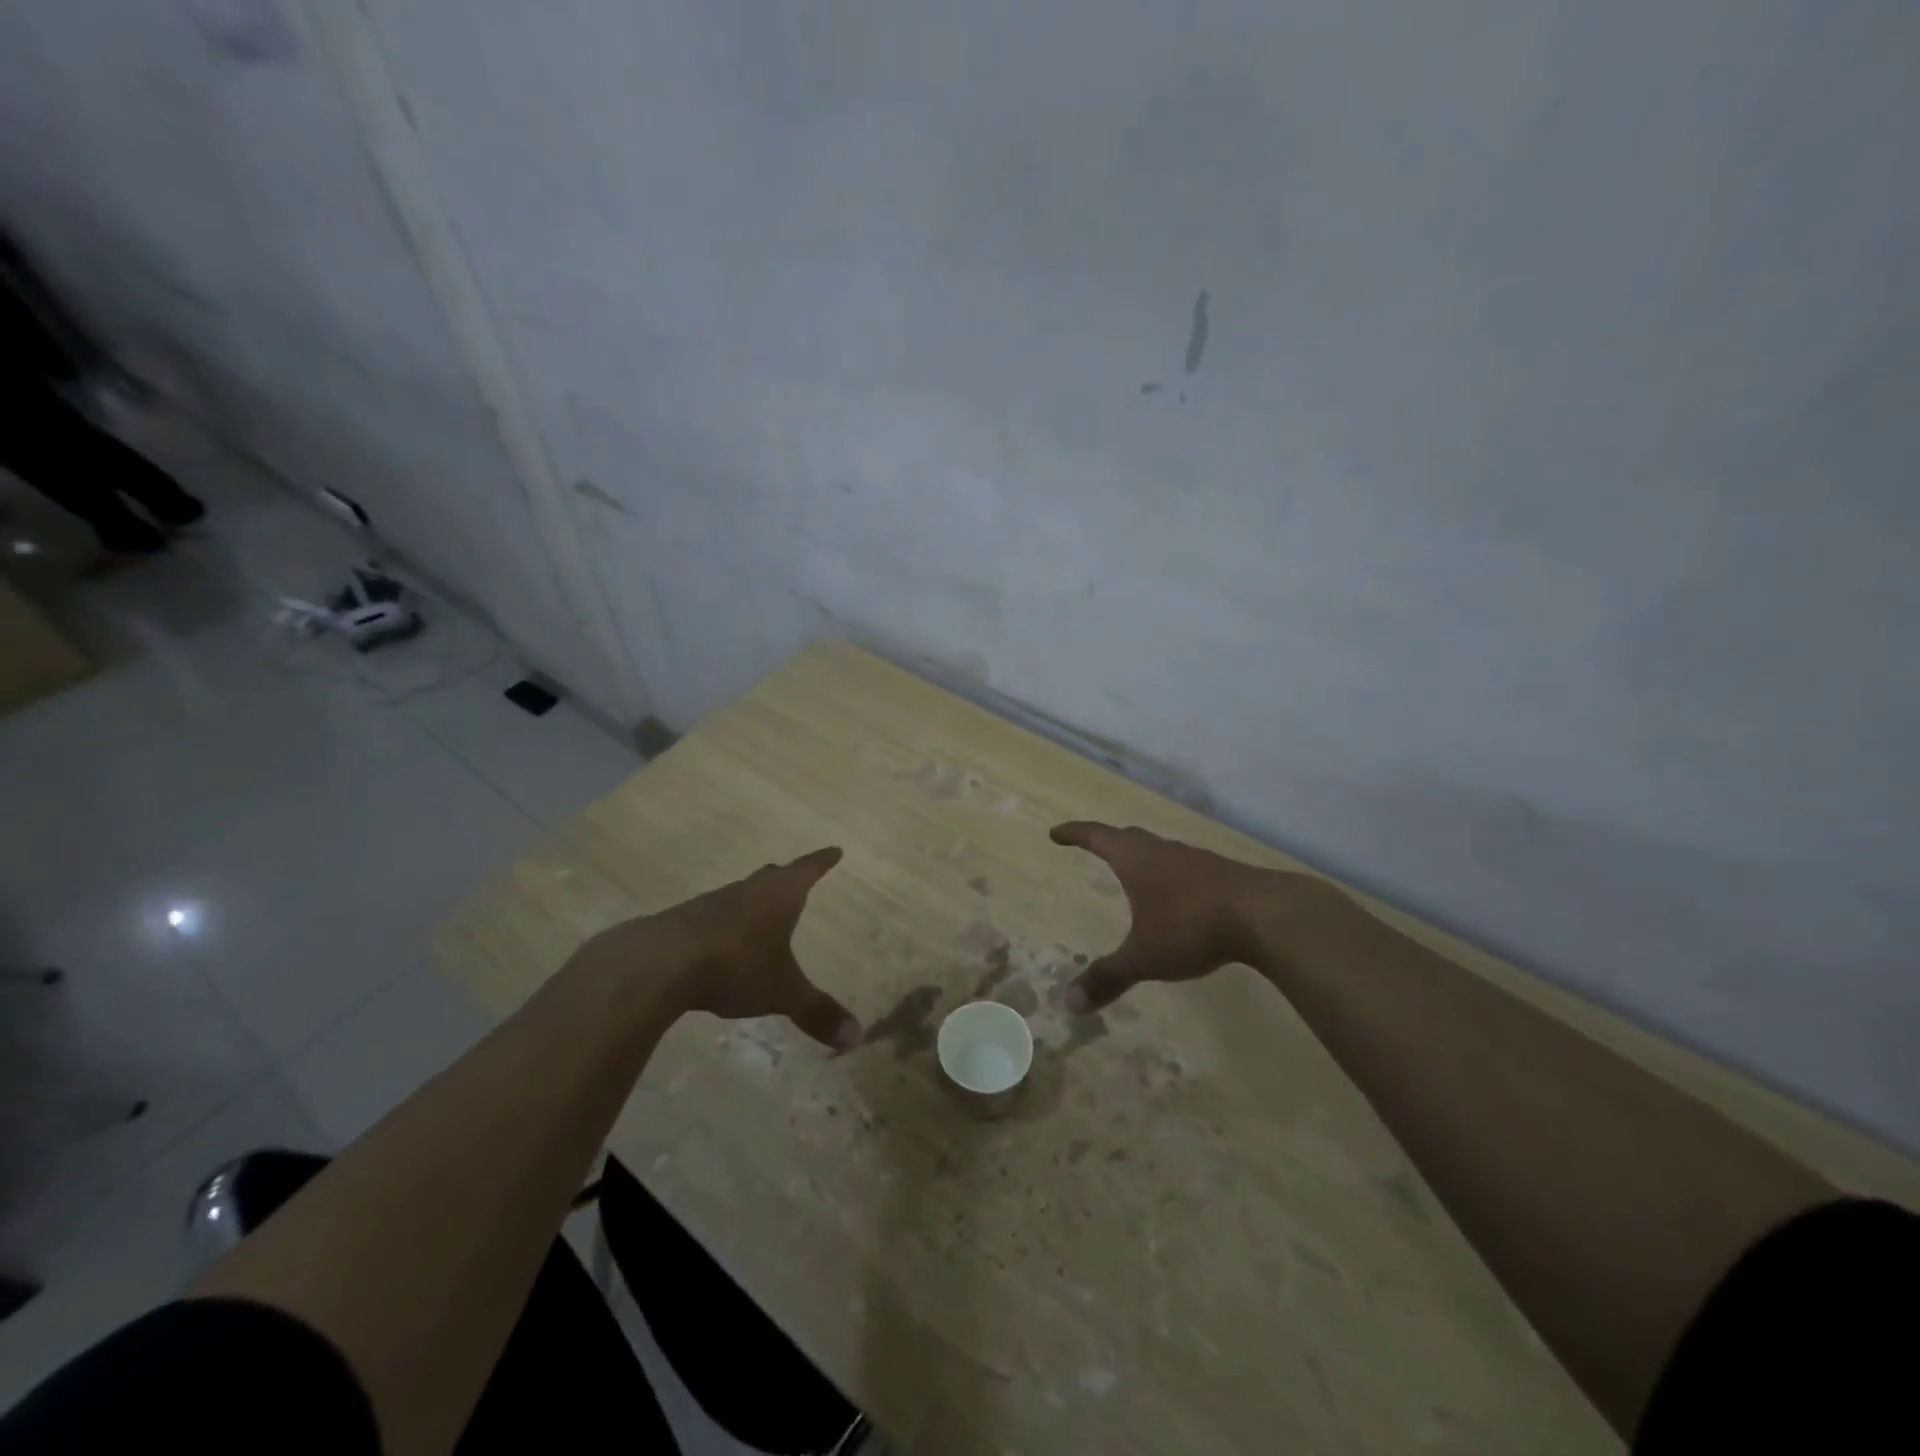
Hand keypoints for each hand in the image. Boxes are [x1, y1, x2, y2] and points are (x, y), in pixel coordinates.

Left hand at [582, 847, 860, 1049]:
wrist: (659, 963)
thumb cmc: (735, 965)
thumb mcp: (782, 992)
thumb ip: (817, 1013)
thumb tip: (856, 1038)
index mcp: (779, 896)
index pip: (807, 870)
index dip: (822, 862)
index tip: (834, 850)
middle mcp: (747, 891)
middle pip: (771, 877)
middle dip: (787, 877)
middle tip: (797, 876)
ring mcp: (712, 904)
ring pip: (741, 895)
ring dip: (753, 900)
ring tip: (761, 911)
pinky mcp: (683, 923)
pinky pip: (713, 916)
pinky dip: (725, 923)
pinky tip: (722, 941)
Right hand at [1050, 821, 1280, 1012]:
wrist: (1264, 915)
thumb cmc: (1190, 926)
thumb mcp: (1144, 956)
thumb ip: (1108, 976)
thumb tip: (1068, 1003)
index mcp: (1135, 859)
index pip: (1096, 836)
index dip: (1074, 834)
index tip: (1056, 833)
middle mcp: (1162, 851)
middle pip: (1128, 837)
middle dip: (1108, 841)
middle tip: (1093, 846)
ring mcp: (1195, 859)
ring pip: (1160, 850)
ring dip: (1143, 857)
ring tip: (1135, 872)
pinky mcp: (1222, 874)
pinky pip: (1184, 867)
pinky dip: (1171, 875)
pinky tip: (1179, 895)